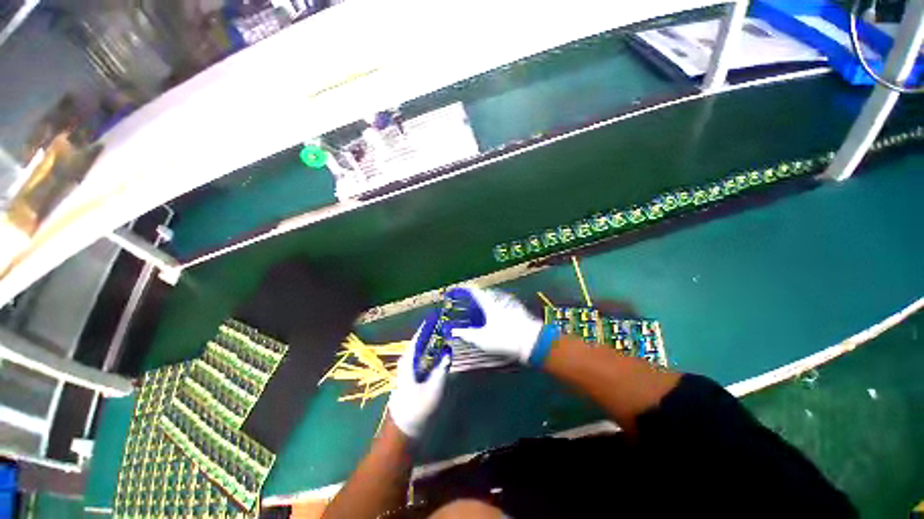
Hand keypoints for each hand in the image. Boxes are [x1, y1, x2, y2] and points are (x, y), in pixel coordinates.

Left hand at [387, 316, 450, 437]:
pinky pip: (422, 357)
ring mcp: (408, 369)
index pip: (417, 338)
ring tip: (444, 333)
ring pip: (421, 349)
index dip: (426, 326)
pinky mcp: (412, 375)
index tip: (436, 316)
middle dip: (431, 332)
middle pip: (419, 342)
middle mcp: (406, 361)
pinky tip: (440, 351)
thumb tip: (448, 351)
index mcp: (408, 361)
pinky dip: (431, 351)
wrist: (404, 428)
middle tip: (445, 324)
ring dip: (431, 341)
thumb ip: (442, 368)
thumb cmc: (417, 408)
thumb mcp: (433, 389)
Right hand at [448, 286, 544, 363]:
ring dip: (492, 299)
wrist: (532, 341)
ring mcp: (512, 304)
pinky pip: (507, 303)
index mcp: (490, 305)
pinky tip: (502, 313)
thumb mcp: (483, 339)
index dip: (469, 289)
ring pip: (499, 297)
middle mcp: (501, 301)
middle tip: (475, 297)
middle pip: (489, 293)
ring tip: (487, 304)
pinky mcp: (520, 310)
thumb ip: (468, 335)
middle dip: (481, 294)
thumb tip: (456, 332)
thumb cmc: (505, 339)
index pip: (477, 292)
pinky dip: (501, 305)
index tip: (464, 288)